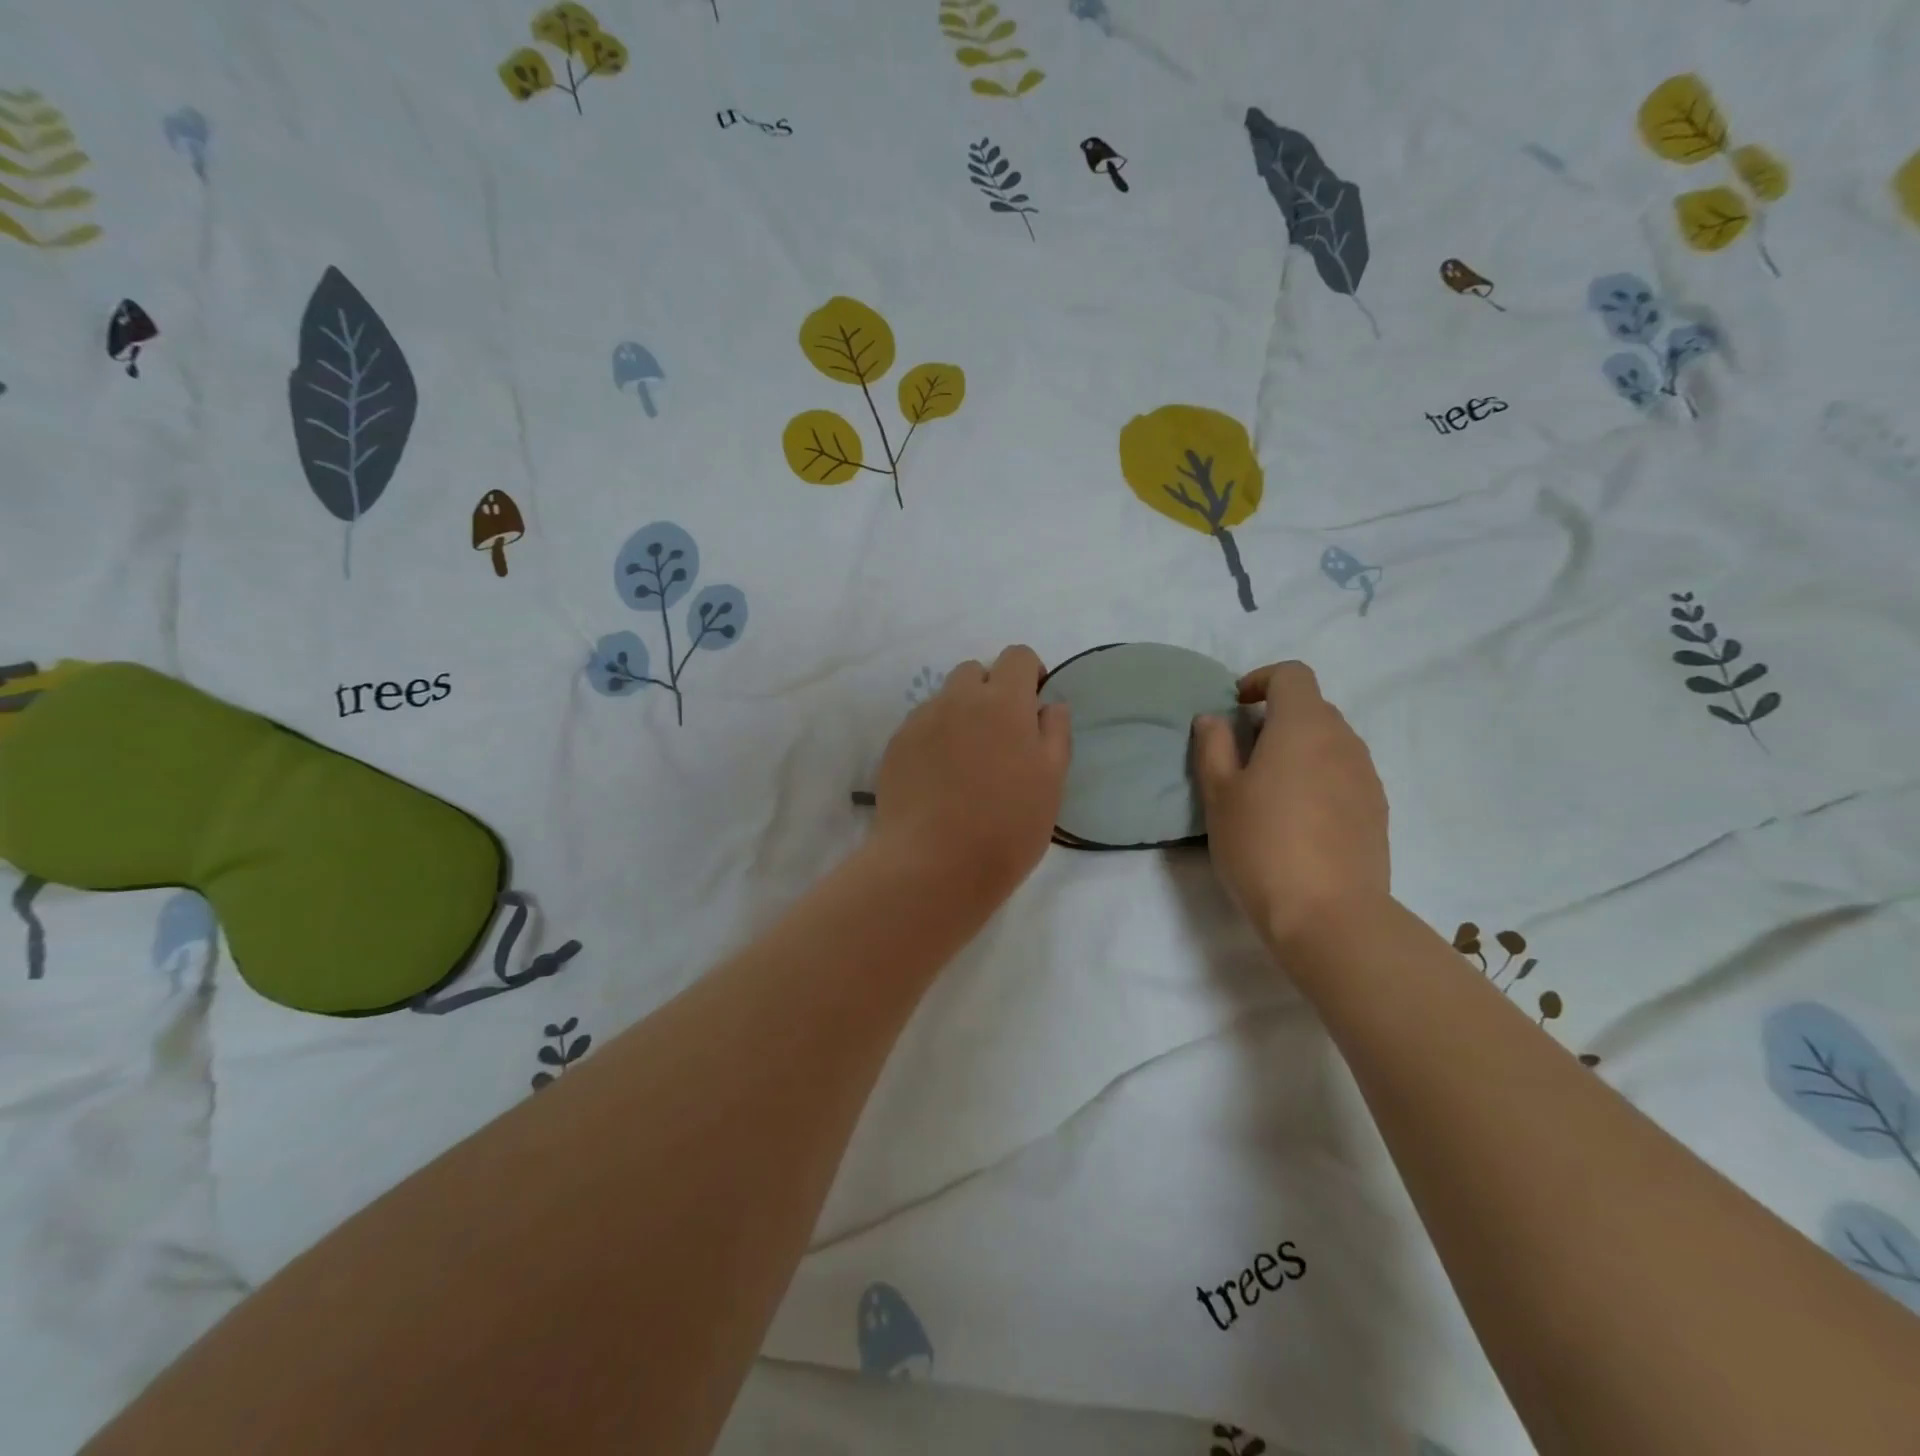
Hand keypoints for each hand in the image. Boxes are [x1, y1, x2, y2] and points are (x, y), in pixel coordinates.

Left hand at [871, 645, 1070, 912]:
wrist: (933, 865)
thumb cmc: (1006, 826)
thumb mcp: (1051, 782)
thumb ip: (1055, 733)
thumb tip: (1049, 705)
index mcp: (1003, 702)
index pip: (1018, 656)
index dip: (1030, 674)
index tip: (1033, 708)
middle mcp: (958, 699)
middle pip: (975, 671)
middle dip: (991, 691)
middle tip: (1000, 738)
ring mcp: (921, 721)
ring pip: (945, 699)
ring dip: (960, 715)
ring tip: (966, 763)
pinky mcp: (895, 746)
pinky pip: (920, 726)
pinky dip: (934, 739)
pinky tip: (939, 779)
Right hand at [1192, 661, 1389, 951]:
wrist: (1328, 915)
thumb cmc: (1261, 845)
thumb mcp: (1219, 795)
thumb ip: (1213, 747)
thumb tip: (1214, 719)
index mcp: (1303, 727)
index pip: (1293, 675)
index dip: (1262, 680)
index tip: (1236, 705)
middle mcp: (1343, 741)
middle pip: (1313, 707)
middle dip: (1277, 717)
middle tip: (1243, 752)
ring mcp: (1367, 776)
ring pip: (1331, 742)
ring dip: (1299, 749)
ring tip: (1270, 789)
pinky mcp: (1377, 810)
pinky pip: (1344, 774)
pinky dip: (1319, 776)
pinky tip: (1298, 818)